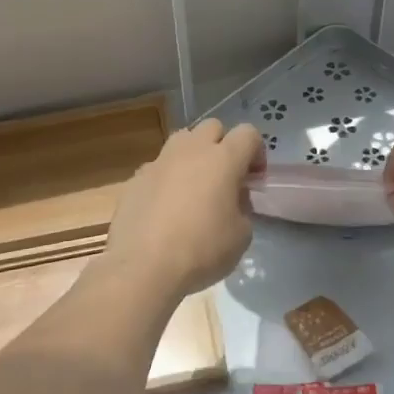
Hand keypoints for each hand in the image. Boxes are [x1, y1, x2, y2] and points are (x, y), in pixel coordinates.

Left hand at [97, 119, 264, 304]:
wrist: (143, 266)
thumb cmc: (201, 250)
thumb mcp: (241, 236)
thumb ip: (242, 208)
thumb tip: (232, 200)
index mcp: (223, 159)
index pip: (248, 133)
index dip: (256, 152)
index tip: (253, 179)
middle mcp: (191, 150)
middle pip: (213, 127)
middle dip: (223, 145)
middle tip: (225, 177)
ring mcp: (159, 161)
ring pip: (182, 140)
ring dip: (193, 155)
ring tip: (194, 186)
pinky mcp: (136, 177)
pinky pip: (158, 166)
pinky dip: (167, 178)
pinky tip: (165, 207)